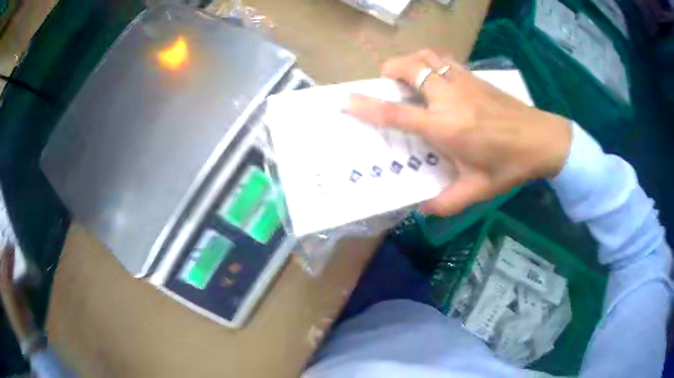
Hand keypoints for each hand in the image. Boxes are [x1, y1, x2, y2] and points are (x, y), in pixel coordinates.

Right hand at [346, 50, 571, 215]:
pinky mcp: (475, 76)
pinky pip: (445, 59)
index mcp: (446, 128)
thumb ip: (446, 203)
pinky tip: (435, 76)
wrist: (542, 140)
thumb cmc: (509, 165)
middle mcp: (450, 98)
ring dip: (410, 61)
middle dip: (390, 70)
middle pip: (410, 68)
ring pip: (427, 56)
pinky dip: (431, 61)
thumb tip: (422, 209)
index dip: (368, 106)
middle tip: (386, 83)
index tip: (348, 100)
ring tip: (407, 75)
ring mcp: (463, 82)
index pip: (397, 114)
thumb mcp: (477, 191)